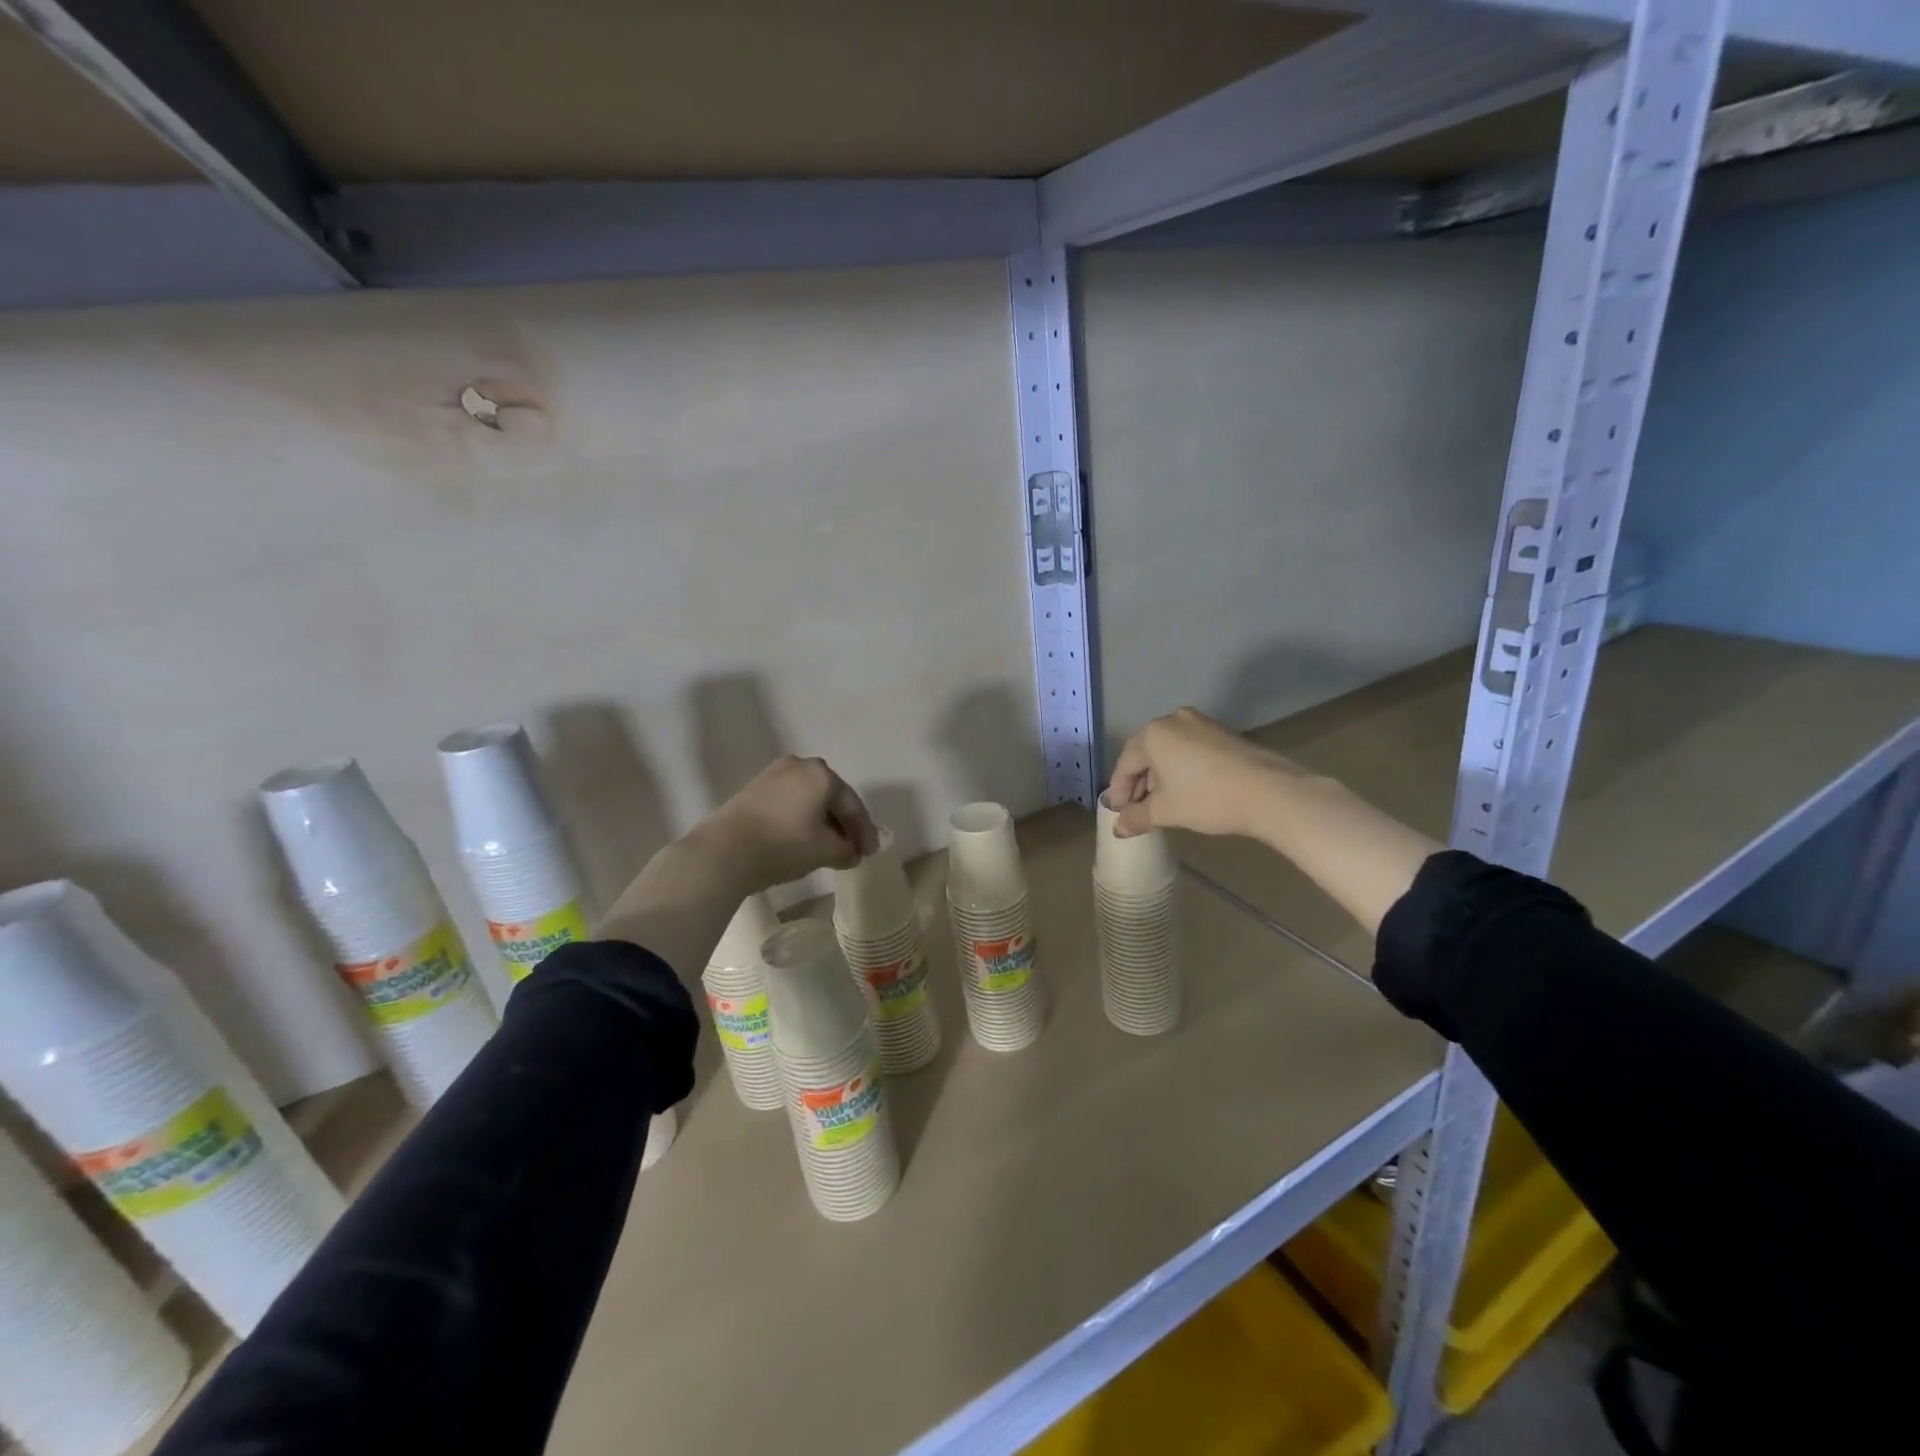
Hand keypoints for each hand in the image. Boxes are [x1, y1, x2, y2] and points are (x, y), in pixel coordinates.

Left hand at [693, 755, 879, 892]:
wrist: (724, 851)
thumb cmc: (783, 845)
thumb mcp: (824, 851)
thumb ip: (846, 850)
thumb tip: (851, 853)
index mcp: (822, 774)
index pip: (852, 805)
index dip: (865, 832)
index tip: (870, 853)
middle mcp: (800, 765)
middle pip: (831, 797)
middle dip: (844, 824)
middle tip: (852, 848)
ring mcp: (774, 774)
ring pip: (809, 799)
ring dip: (822, 821)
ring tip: (828, 846)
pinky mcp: (754, 788)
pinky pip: (789, 802)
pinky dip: (801, 818)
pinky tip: (803, 838)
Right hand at [1107, 708, 1297, 840]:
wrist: (1270, 791)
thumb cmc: (1207, 798)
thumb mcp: (1166, 811)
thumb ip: (1136, 817)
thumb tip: (1119, 827)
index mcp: (1151, 735)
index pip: (1125, 765)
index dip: (1119, 793)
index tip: (1118, 814)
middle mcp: (1172, 720)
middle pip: (1145, 754)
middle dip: (1139, 783)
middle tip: (1137, 810)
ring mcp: (1199, 723)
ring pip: (1168, 750)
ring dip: (1160, 776)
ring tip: (1161, 802)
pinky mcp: (1221, 732)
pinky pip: (1188, 748)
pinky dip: (1180, 768)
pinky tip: (1185, 789)